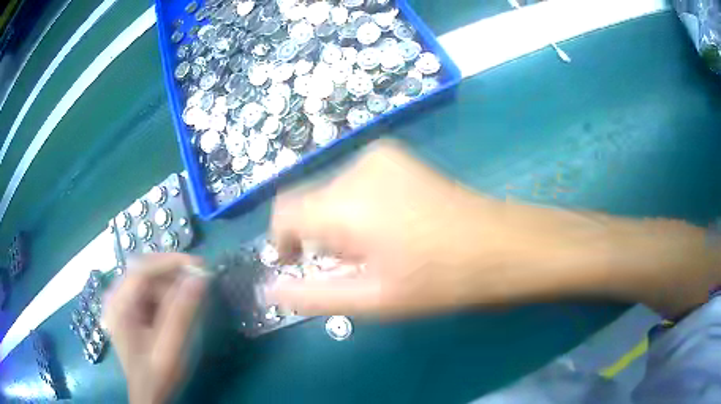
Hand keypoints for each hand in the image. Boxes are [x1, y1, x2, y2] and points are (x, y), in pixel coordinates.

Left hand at [103, 253, 207, 403]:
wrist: (148, 395)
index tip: (200, 265)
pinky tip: (176, 312)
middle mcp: (115, 297)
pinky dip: (166, 298)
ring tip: (188, 306)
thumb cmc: (158, 375)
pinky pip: (148, 293)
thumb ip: (182, 313)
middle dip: (172, 278)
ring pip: (148, 282)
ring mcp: (120, 303)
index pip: (142, 268)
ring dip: (171, 290)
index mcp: (118, 305)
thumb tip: (200, 278)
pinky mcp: (128, 310)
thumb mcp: (171, 347)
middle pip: (144, 273)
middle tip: (197, 287)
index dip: (171, 262)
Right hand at [268, 140, 720, 318]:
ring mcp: (398, 157)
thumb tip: (276, 288)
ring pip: (342, 192)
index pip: (292, 208)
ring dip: (338, 229)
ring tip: (366, 261)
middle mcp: (374, 161)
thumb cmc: (468, 275)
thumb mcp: (385, 295)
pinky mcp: (417, 163)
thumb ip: (322, 291)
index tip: (288, 265)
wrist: (539, 243)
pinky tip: (390, 240)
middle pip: (314, 197)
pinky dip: (363, 219)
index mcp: (363, 195)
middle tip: (331, 272)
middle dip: (310, 236)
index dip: (283, 239)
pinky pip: (368, 190)